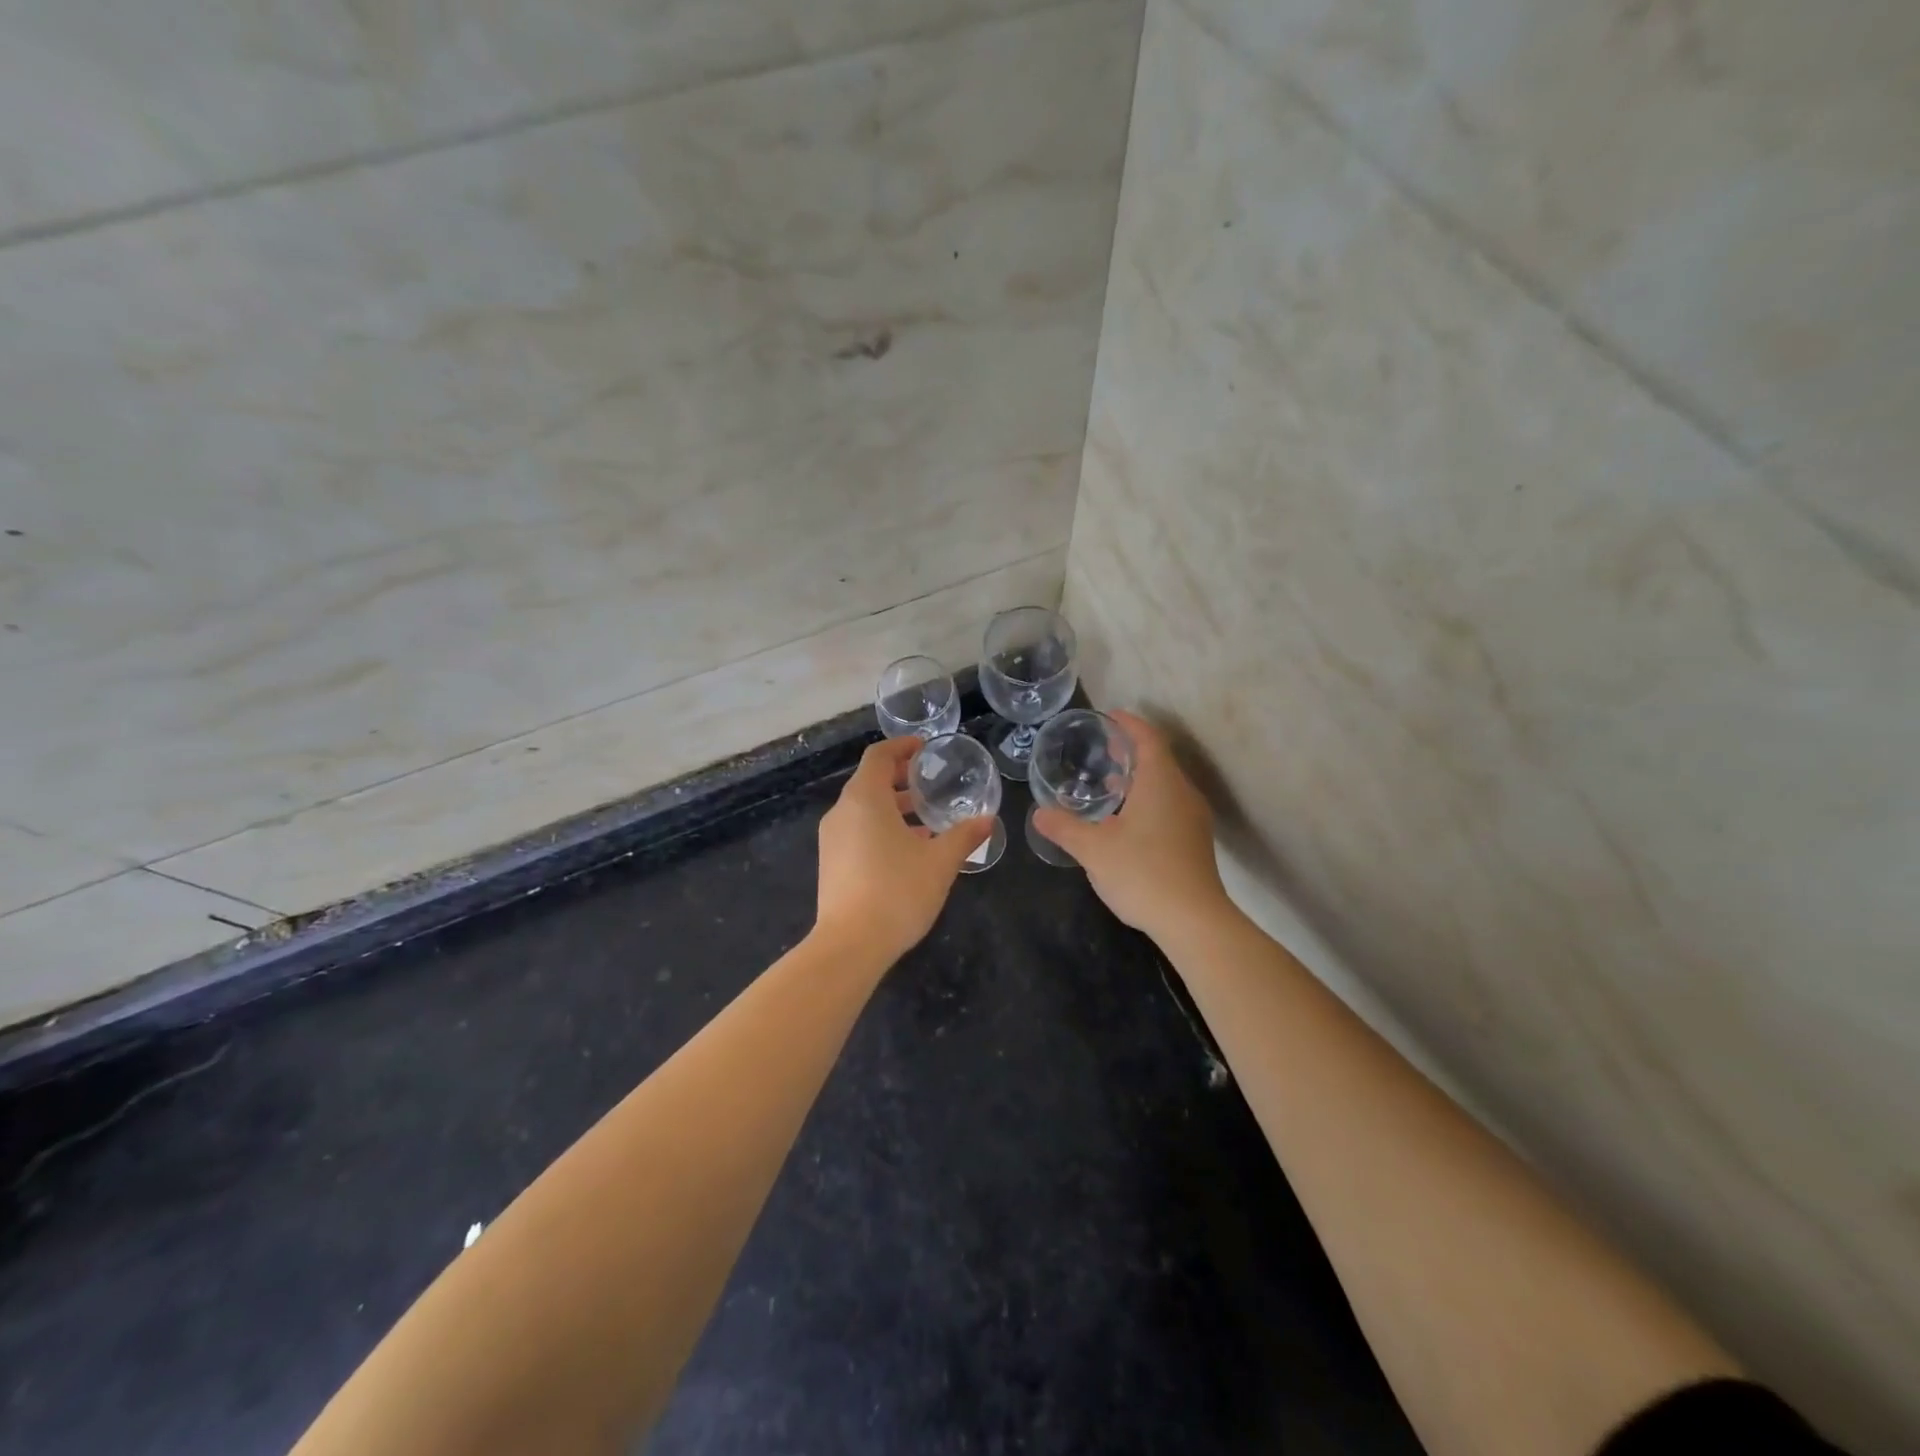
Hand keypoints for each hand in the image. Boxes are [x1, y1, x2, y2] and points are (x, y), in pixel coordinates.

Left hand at [814, 737, 993, 963]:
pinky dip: (880, 828)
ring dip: (892, 807)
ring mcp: (832, 839)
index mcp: (865, 799)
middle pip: (869, 782)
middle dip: (900, 779)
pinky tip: (907, 850)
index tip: (924, 748)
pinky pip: (856, 831)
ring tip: (925, 819)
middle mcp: (842, 812)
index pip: (879, 756)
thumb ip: (963, 836)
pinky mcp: (831, 863)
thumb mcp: (940, 862)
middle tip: (930, 783)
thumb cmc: (898, 891)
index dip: (901, 747)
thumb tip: (987, 820)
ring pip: (863, 809)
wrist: (850, 945)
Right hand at [1031, 710, 1230, 942]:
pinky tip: (1126, 821)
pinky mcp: (1195, 842)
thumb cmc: (1142, 873)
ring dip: (1139, 778)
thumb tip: (1039, 813)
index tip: (1109, 716)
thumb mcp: (1093, 849)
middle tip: (1103, 748)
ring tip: (1110, 783)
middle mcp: (1182, 793)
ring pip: (1165, 785)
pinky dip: (1148, 800)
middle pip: (1159, 759)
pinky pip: (1170, 806)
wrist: (1194, 921)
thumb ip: (1064, 827)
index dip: (1129, 724)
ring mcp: (1193, 819)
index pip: (1148, 738)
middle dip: (1131, 750)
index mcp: (1160, 782)